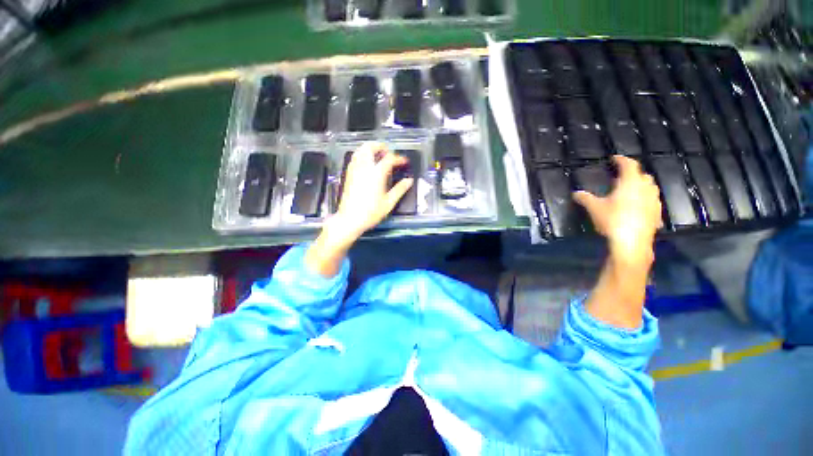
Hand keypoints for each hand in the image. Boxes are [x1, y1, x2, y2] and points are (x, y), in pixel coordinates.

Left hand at [328, 142, 414, 242]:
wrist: (350, 219)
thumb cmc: (371, 212)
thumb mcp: (389, 203)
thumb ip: (400, 190)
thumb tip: (409, 181)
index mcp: (376, 174)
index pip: (389, 159)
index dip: (398, 158)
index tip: (404, 162)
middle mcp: (364, 168)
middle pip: (369, 148)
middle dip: (380, 146)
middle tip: (388, 152)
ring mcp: (354, 171)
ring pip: (360, 151)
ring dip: (369, 149)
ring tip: (378, 155)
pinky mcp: (348, 175)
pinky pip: (354, 158)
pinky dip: (362, 155)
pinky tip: (367, 164)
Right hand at [573, 155, 662, 265]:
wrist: (632, 242)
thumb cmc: (612, 220)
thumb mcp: (594, 208)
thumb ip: (585, 198)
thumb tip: (575, 193)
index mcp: (630, 182)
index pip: (629, 164)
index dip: (621, 159)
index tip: (614, 158)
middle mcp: (646, 188)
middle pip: (642, 175)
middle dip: (632, 174)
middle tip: (620, 178)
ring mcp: (654, 200)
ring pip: (649, 187)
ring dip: (640, 186)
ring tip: (628, 192)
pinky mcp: (657, 213)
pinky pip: (652, 200)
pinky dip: (644, 199)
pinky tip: (636, 207)